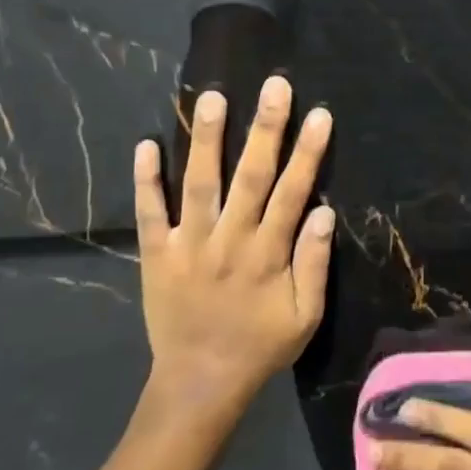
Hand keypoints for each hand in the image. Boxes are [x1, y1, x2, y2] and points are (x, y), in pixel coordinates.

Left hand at [134, 77, 333, 424]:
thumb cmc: (260, 347)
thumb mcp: (305, 317)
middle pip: (249, 177)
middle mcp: (228, 241)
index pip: (292, 193)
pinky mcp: (156, 255)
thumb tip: (325, 213)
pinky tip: (145, 144)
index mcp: (267, 255)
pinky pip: (149, 214)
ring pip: (198, 185)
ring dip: (205, 140)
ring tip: (211, 98)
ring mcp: (188, 246)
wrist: (199, 384)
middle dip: (264, 129)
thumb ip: (315, 264)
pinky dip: (145, 181)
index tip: (319, 114)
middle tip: (273, 85)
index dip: (307, 153)